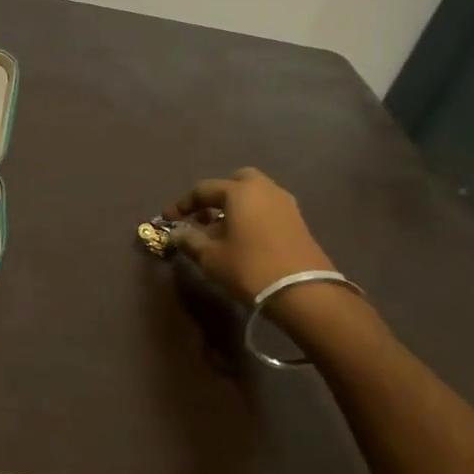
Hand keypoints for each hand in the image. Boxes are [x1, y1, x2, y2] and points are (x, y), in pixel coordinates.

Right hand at [167, 167, 336, 305]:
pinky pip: (268, 208)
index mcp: (239, 191)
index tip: (169, 218)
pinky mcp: (298, 222)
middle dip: (217, 196)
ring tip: (222, 231)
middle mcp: (264, 189)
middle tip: (204, 216)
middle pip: (236, 181)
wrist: (303, 292)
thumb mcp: (210, 257)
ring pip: (255, 195)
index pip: (203, 189)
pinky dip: (253, 215)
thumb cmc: (249, 268)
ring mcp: (285, 204)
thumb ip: (190, 240)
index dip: (183, 203)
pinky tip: (244, 239)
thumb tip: (177, 233)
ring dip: (236, 206)